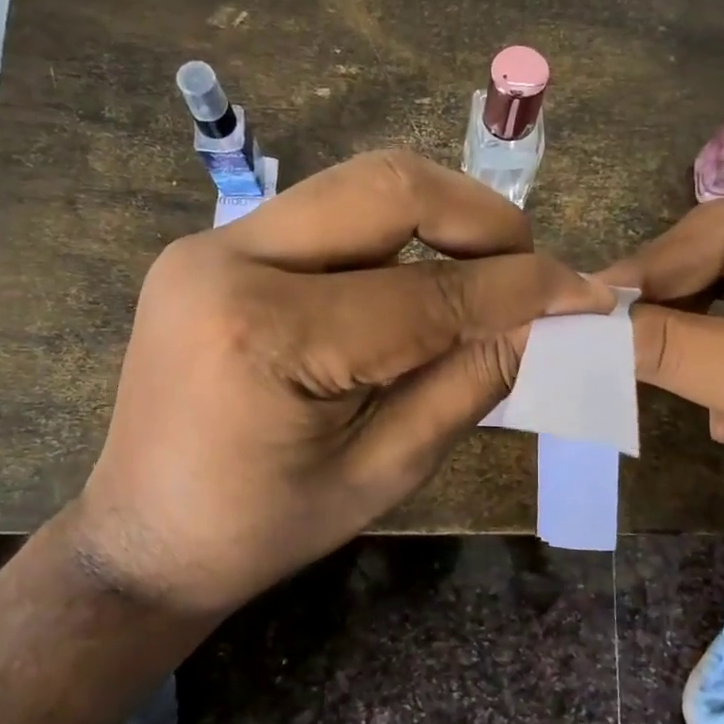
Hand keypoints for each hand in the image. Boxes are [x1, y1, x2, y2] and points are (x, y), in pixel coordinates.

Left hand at [72, 150, 610, 617]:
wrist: (141, 537)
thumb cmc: (260, 529)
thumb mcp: (381, 473)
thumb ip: (467, 385)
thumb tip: (544, 322)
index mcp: (265, 335)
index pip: (426, 292)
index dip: (519, 289)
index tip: (583, 294)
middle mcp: (228, 259)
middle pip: (388, 186)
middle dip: (481, 218)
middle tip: (530, 267)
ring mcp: (211, 242)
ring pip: (358, 187)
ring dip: (439, 218)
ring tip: (485, 272)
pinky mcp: (213, 246)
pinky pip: (328, 214)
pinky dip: (393, 235)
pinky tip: (419, 278)